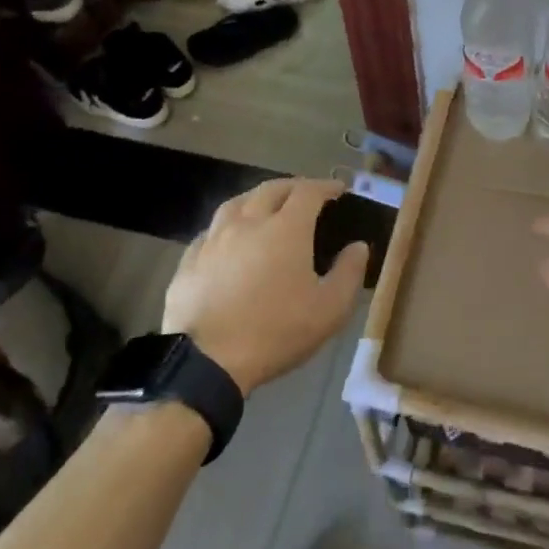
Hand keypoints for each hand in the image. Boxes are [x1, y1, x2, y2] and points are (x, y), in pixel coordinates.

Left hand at [163, 179, 368, 396]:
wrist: (207, 361)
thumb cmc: (276, 331)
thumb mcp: (329, 309)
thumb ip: (349, 273)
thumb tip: (358, 246)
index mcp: (286, 228)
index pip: (308, 192)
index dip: (325, 186)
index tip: (338, 189)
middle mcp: (248, 222)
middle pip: (271, 189)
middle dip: (293, 186)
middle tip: (305, 194)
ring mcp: (214, 239)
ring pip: (237, 203)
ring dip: (257, 198)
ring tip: (266, 207)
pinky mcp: (189, 259)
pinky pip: (211, 229)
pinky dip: (228, 225)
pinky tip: (229, 239)